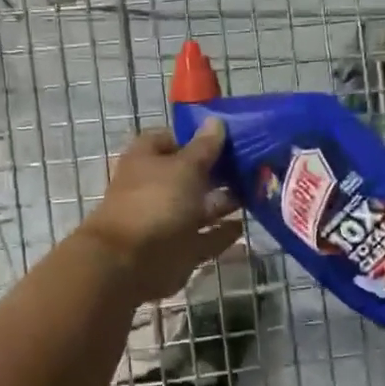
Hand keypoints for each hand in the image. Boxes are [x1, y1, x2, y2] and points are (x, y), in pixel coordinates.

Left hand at [78, 121, 242, 302]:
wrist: (129, 263)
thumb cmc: (155, 202)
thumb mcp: (184, 168)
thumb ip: (204, 148)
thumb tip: (216, 122)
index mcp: (147, 159)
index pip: (170, 139)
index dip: (195, 137)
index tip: (227, 137)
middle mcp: (156, 187)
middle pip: (189, 174)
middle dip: (217, 171)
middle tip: (254, 165)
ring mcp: (166, 220)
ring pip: (199, 207)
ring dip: (223, 202)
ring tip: (255, 193)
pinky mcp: (179, 249)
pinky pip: (205, 238)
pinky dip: (222, 233)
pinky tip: (244, 226)